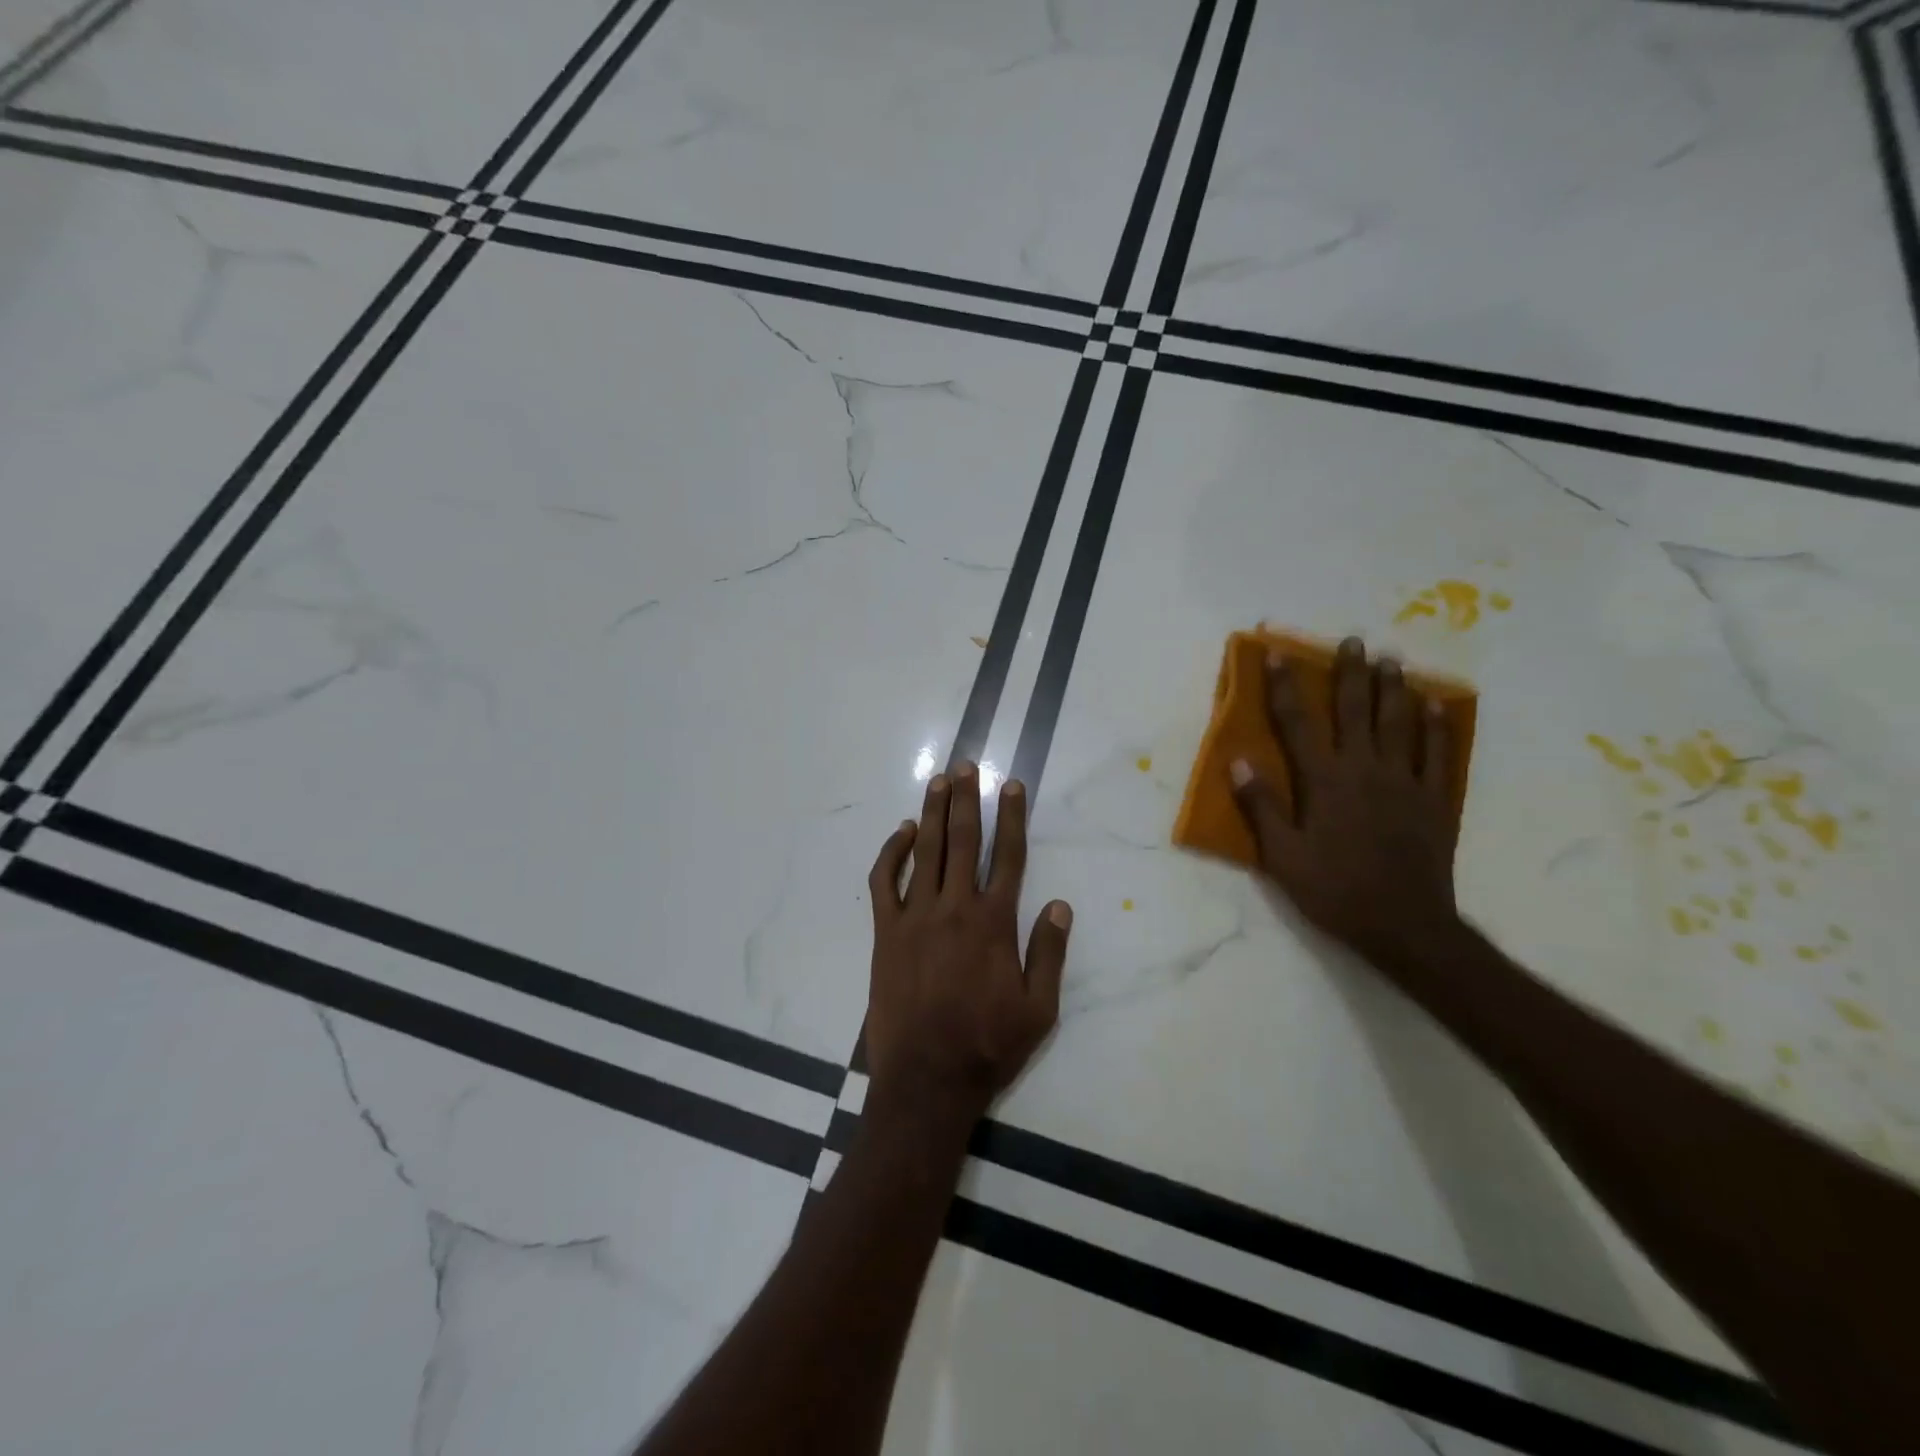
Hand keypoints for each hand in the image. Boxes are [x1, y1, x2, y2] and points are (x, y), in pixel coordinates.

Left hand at [865, 763, 1071, 1125]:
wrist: (927, 1079)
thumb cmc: (988, 1046)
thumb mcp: (1039, 1009)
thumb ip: (1049, 954)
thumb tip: (1060, 905)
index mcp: (994, 923)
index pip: (1008, 856)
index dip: (1012, 817)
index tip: (1011, 785)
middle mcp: (955, 908)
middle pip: (963, 841)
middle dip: (967, 799)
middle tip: (967, 765)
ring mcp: (915, 917)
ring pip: (925, 851)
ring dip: (932, 812)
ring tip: (940, 780)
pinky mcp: (885, 932)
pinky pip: (884, 881)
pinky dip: (891, 852)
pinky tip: (902, 833)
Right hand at [1230, 636, 1461, 971]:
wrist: (1405, 926)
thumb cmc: (1334, 891)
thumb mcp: (1282, 856)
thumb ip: (1261, 806)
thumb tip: (1237, 761)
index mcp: (1324, 781)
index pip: (1298, 723)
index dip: (1285, 685)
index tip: (1278, 652)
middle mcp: (1365, 769)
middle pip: (1355, 710)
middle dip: (1350, 673)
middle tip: (1353, 640)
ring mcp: (1404, 782)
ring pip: (1398, 723)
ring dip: (1393, 688)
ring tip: (1393, 658)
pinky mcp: (1434, 800)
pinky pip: (1438, 753)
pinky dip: (1436, 726)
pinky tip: (1436, 704)